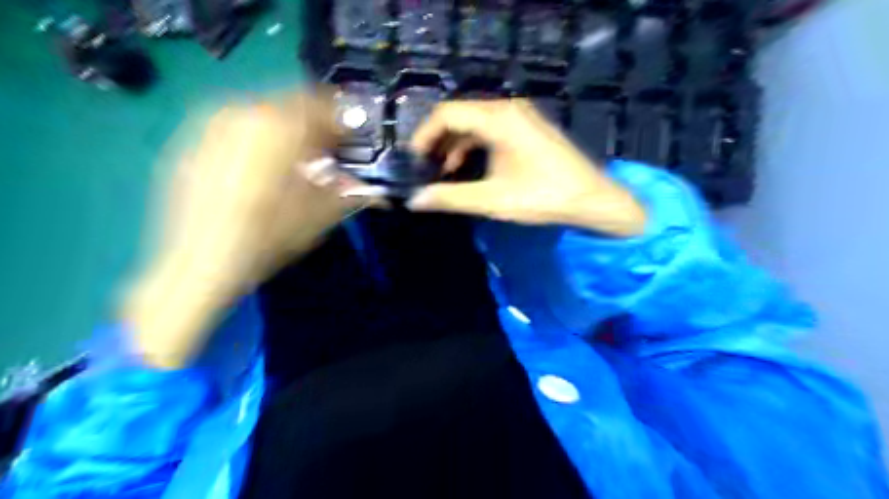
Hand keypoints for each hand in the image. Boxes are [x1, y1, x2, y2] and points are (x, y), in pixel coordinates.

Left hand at [123, 92, 373, 368]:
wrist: (198, 264)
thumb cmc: (267, 240)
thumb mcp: (320, 217)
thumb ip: (350, 192)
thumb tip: (376, 189)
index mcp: (280, 127)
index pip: (323, 105)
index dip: (343, 122)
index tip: (351, 143)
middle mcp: (243, 113)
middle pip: (291, 105)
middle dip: (314, 127)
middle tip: (324, 155)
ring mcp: (211, 125)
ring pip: (263, 114)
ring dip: (285, 132)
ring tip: (292, 164)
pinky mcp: (192, 142)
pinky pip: (236, 127)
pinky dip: (256, 140)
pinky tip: (258, 171)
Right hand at [410, 99, 646, 237]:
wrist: (593, 199)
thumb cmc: (543, 197)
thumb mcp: (492, 200)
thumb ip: (450, 198)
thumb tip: (415, 200)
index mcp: (498, 118)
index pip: (447, 114)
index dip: (424, 136)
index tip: (413, 161)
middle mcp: (508, 109)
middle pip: (460, 116)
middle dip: (438, 142)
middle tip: (425, 169)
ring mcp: (521, 116)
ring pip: (475, 124)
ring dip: (456, 146)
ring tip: (444, 174)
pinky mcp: (528, 128)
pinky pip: (492, 130)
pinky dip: (475, 147)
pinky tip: (470, 169)